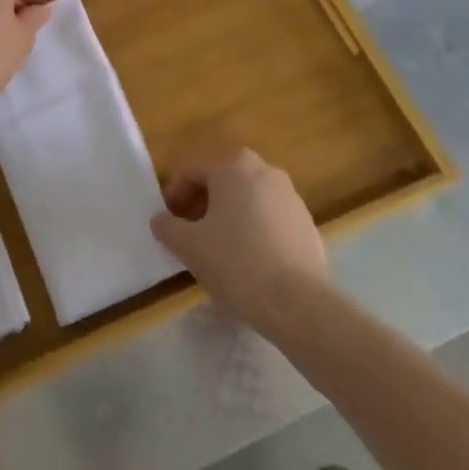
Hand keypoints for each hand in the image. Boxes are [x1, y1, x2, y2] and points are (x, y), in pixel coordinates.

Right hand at [150, 148, 329, 330]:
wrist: (298, 303)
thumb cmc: (236, 262)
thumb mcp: (188, 245)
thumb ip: (167, 226)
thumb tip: (161, 220)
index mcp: (234, 166)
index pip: (192, 172)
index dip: (174, 196)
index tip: (168, 224)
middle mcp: (265, 170)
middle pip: (222, 181)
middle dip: (202, 205)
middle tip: (190, 234)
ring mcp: (291, 196)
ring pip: (248, 199)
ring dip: (228, 217)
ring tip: (218, 251)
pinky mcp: (307, 223)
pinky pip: (270, 219)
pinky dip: (254, 231)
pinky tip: (248, 263)